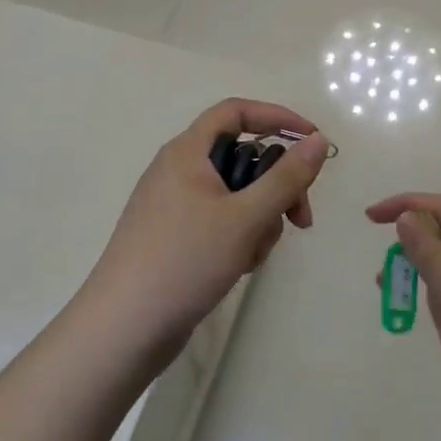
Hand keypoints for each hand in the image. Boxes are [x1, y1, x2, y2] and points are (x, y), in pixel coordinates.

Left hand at [87, 100, 329, 356]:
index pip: (237, 111)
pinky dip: (238, 236)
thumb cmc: (184, 261)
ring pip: (235, 194)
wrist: (123, 330)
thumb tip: (318, 141)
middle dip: (276, 185)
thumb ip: (286, 177)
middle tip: (301, 219)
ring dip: (259, 218)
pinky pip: (219, 220)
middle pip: (242, 157)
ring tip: (253, 254)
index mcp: (187, 151)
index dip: (277, 117)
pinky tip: (238, 266)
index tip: (313, 141)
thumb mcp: (246, 217)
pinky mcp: (174, 236)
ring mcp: (173, 205)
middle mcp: (178, 170)